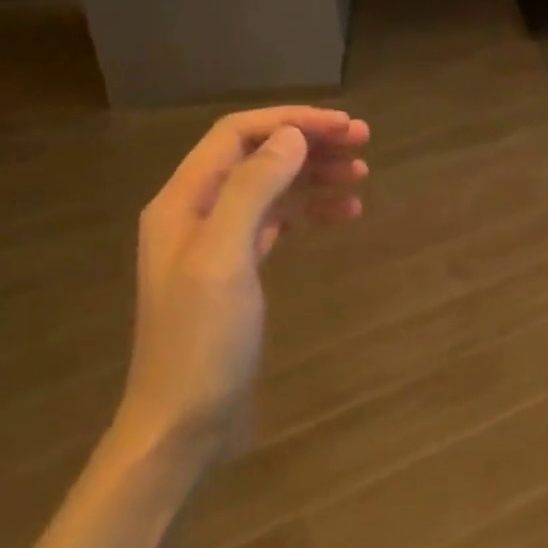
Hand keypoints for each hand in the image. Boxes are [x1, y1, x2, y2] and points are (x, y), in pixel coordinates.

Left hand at [121, 106, 369, 457]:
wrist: (183, 425)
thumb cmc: (201, 343)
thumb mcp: (224, 259)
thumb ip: (253, 190)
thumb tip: (291, 137)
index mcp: (183, 201)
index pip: (237, 136)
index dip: (290, 122)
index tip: (343, 126)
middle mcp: (197, 213)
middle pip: (257, 158)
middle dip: (308, 144)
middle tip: (364, 142)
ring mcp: (217, 245)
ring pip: (271, 190)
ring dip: (314, 176)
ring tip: (362, 174)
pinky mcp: (237, 273)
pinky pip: (277, 225)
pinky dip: (309, 212)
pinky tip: (343, 214)